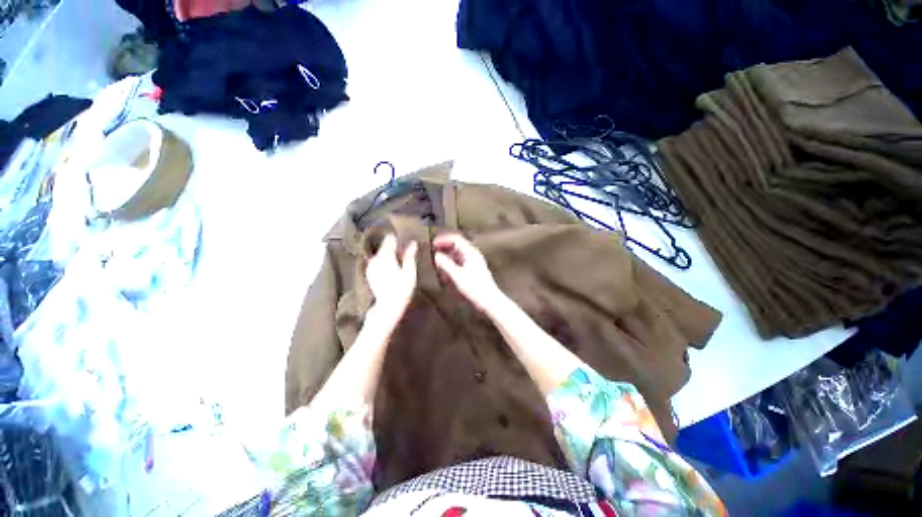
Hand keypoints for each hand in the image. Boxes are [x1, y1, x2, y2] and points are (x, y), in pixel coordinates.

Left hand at [367, 234, 417, 318]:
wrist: (387, 306)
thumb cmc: (401, 289)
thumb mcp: (409, 272)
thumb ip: (410, 256)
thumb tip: (413, 243)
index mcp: (386, 255)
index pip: (390, 239)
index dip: (398, 238)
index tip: (406, 241)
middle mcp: (375, 258)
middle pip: (385, 246)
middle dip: (394, 247)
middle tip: (406, 252)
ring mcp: (371, 266)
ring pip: (381, 254)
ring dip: (389, 255)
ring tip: (400, 261)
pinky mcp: (369, 273)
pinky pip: (378, 262)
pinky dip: (384, 262)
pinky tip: (392, 269)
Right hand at [433, 233, 504, 312]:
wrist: (489, 300)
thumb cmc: (475, 288)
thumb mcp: (457, 276)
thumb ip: (446, 264)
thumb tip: (436, 255)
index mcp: (470, 252)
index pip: (456, 239)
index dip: (443, 239)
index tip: (433, 243)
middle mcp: (473, 255)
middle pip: (457, 245)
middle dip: (445, 246)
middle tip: (434, 250)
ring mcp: (474, 262)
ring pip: (458, 253)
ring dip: (448, 255)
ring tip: (438, 261)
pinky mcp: (474, 270)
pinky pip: (461, 261)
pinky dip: (452, 263)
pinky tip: (446, 271)